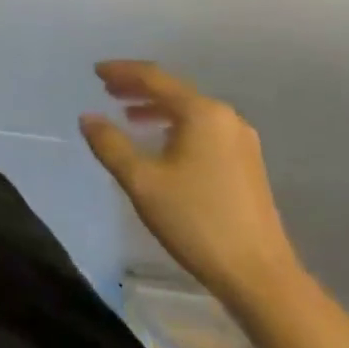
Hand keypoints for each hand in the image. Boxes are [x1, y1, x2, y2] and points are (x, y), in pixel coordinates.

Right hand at [80, 61, 304, 315]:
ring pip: (190, 112)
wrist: (260, 276)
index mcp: (201, 113)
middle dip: (138, 89)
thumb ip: (111, 144)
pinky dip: (176, 126)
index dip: (122, 72)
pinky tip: (162, 145)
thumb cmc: (197, 221)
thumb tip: (88, 117)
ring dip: (157, 109)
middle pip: (174, 91)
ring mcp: (241, 141)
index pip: (154, 78)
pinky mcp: (247, 164)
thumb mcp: (142, 182)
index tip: (95, 71)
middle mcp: (225, 118)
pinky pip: (203, 130)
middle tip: (108, 90)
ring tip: (129, 117)